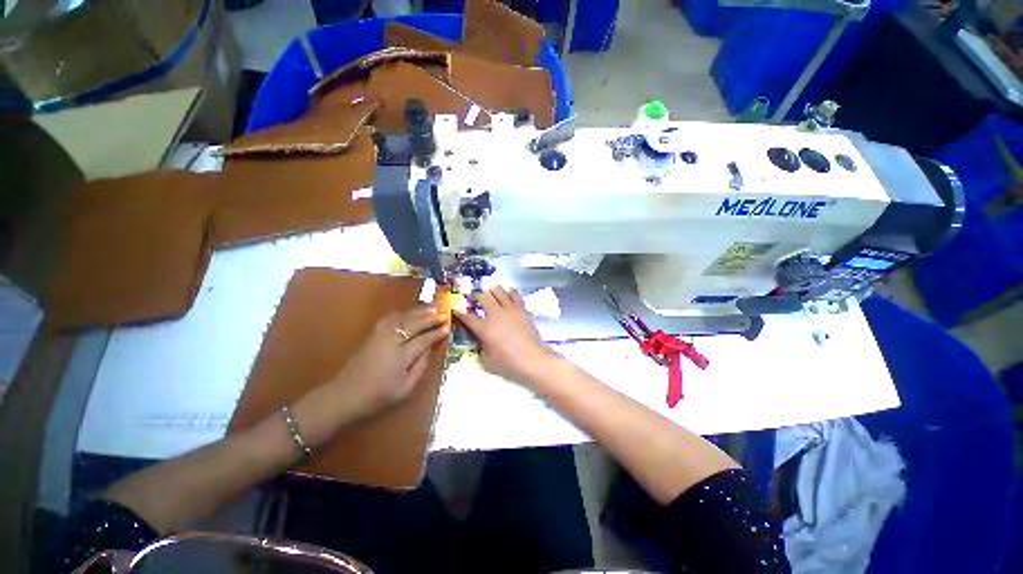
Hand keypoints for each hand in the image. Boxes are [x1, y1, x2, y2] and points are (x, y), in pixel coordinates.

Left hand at [292, 307, 448, 443]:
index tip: (447, 327)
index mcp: (400, 356)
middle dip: (430, 318)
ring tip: (431, 308)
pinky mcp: (372, 334)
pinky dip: (402, 313)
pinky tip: (409, 312)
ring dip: (418, 312)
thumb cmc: (377, 396)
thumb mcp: (404, 389)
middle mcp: (391, 341)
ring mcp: (380, 335)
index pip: (424, 339)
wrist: (344, 395)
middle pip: (414, 324)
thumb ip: (419, 367)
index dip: (436, 333)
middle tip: (443, 314)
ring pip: (402, 318)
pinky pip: (390, 318)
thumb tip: (429, 350)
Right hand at [453, 287, 560, 387]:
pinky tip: (506, 297)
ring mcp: (511, 309)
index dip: (459, 311)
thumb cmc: (509, 364)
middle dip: (474, 297)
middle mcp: (497, 314)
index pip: (467, 316)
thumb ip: (479, 348)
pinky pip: (514, 294)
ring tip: (490, 298)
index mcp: (485, 329)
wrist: (534, 360)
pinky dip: (507, 293)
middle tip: (473, 303)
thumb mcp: (487, 361)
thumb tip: (478, 339)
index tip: (456, 308)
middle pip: (482, 296)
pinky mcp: (522, 309)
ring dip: (490, 292)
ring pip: (498, 290)